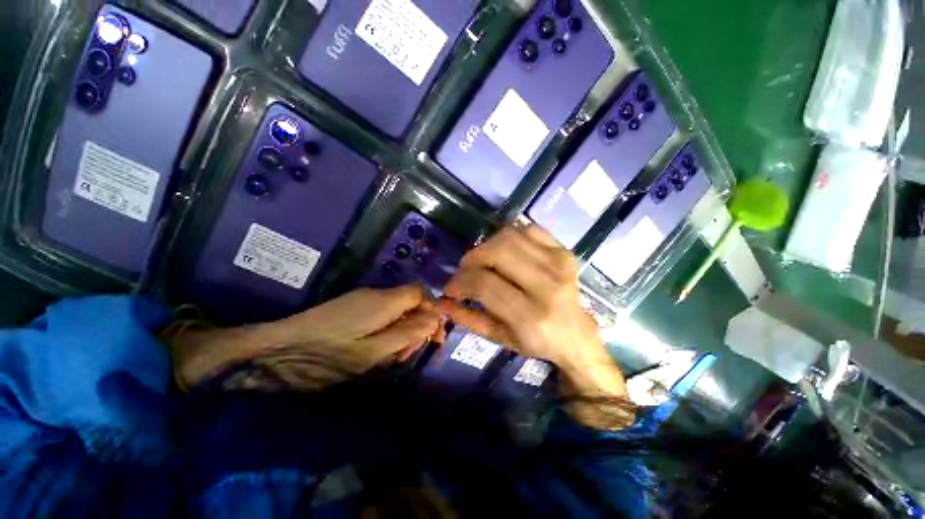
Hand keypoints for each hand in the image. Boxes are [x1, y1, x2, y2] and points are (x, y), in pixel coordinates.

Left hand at [172, 285, 440, 389]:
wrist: (274, 350)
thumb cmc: (325, 355)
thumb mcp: (371, 352)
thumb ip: (406, 334)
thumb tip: (434, 320)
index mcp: (384, 301)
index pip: (421, 294)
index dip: (433, 311)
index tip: (435, 336)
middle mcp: (376, 295)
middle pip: (411, 302)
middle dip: (418, 325)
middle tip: (408, 353)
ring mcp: (362, 300)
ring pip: (397, 310)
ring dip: (403, 330)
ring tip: (393, 356)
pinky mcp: (352, 309)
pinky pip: (382, 315)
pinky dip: (388, 331)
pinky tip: (378, 350)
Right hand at [436, 225, 605, 370]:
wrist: (577, 335)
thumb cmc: (536, 341)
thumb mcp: (499, 337)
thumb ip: (469, 318)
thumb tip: (441, 302)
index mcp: (530, 316)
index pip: (484, 284)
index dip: (460, 281)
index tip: (450, 287)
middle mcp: (547, 286)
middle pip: (498, 252)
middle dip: (472, 258)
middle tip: (465, 270)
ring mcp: (559, 264)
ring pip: (510, 236)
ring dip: (487, 245)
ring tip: (483, 261)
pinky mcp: (565, 251)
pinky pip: (530, 229)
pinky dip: (510, 236)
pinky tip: (506, 252)